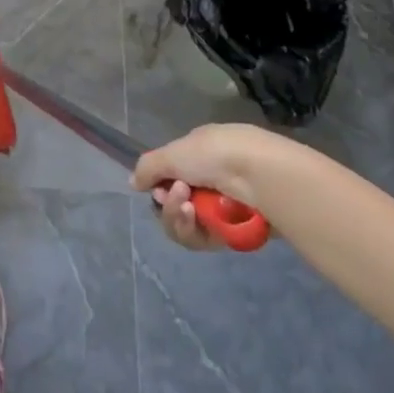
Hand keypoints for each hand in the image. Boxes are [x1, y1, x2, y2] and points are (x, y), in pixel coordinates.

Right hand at [133, 123, 295, 252]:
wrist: (259, 175)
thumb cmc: (215, 155)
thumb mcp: (173, 152)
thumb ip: (149, 168)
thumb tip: (134, 183)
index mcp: (201, 154)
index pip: (172, 174)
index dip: (159, 183)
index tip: (157, 185)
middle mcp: (212, 180)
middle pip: (174, 203)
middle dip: (168, 201)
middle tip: (176, 194)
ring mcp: (222, 208)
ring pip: (184, 223)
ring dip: (177, 215)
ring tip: (187, 205)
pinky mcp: (231, 234)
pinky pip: (199, 239)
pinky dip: (192, 228)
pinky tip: (195, 216)